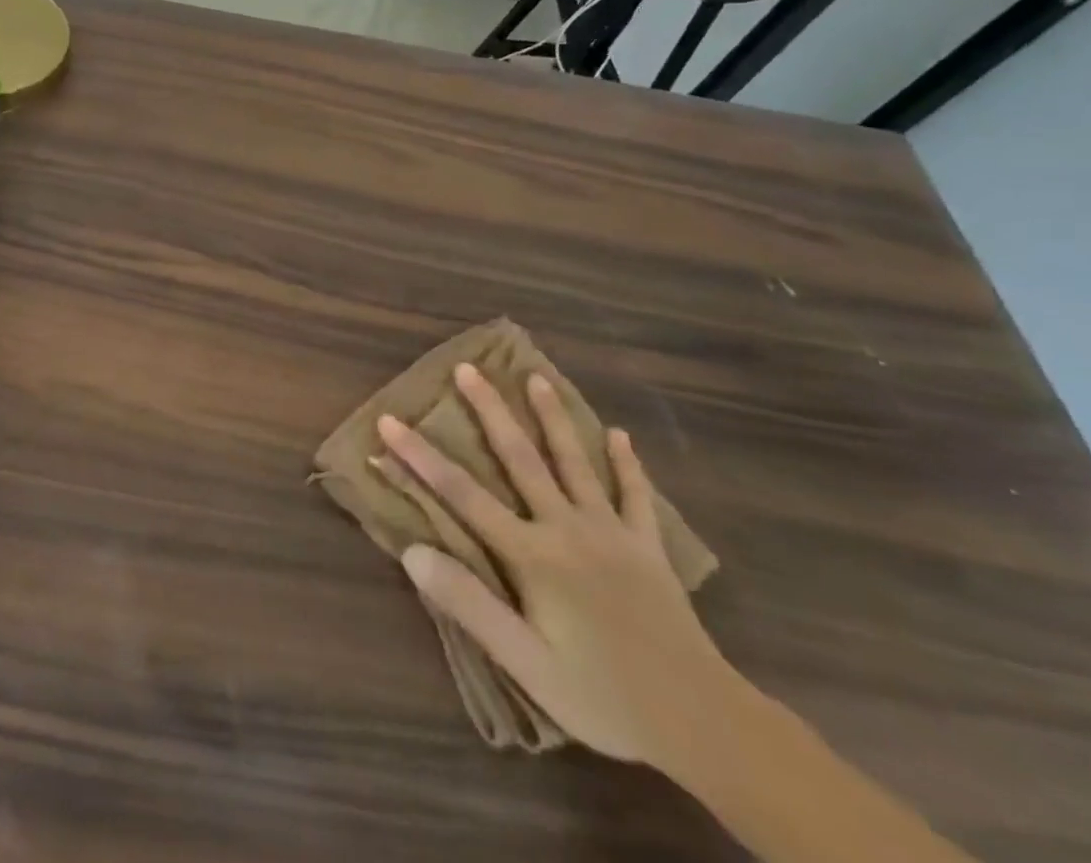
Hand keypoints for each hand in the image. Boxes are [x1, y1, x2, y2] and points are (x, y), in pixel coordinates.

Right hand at [380, 364, 735, 767]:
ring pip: (575, 462)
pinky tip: (620, 436)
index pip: (461, 494)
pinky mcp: (648, 549)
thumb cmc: (603, 697)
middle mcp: (566, 528)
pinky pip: (634, 496)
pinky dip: (626, 464)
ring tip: (536, 377)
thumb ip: (469, 604)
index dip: (420, 456)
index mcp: (532, 555)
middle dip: (489, 411)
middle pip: (520, 458)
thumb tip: (412, 551)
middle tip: (467, 369)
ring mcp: (611, 533)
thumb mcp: (525, 663)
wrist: (705, 725)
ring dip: (553, 418)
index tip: (389, 421)